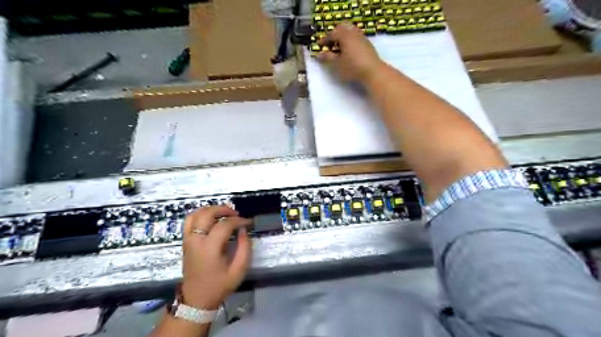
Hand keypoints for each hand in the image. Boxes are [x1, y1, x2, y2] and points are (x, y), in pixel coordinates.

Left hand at [181, 205, 250, 310]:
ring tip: (223, 213)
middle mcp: (196, 240)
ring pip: (195, 214)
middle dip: (224, 209)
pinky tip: (211, 218)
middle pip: (207, 213)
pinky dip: (200, 214)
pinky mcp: (185, 242)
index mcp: (209, 248)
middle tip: (236, 214)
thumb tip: (243, 230)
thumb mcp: (238, 270)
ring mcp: (188, 240)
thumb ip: (244, 248)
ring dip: (210, 209)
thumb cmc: (219, 286)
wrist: (196, 300)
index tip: (248, 222)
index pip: (225, 224)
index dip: (239, 220)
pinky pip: (189, 221)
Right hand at [316, 22, 381, 82]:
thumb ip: (327, 58)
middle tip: (329, 44)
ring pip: (350, 32)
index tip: (318, 46)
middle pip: (341, 28)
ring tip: (338, 48)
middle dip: (334, 35)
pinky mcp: (367, 44)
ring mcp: (362, 37)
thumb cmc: (352, 67)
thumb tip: (318, 54)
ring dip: (342, 38)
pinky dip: (349, 41)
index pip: (331, 34)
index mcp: (344, 35)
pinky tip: (348, 51)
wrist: (373, 71)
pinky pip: (355, 38)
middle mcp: (353, 33)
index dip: (324, 40)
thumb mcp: (337, 64)